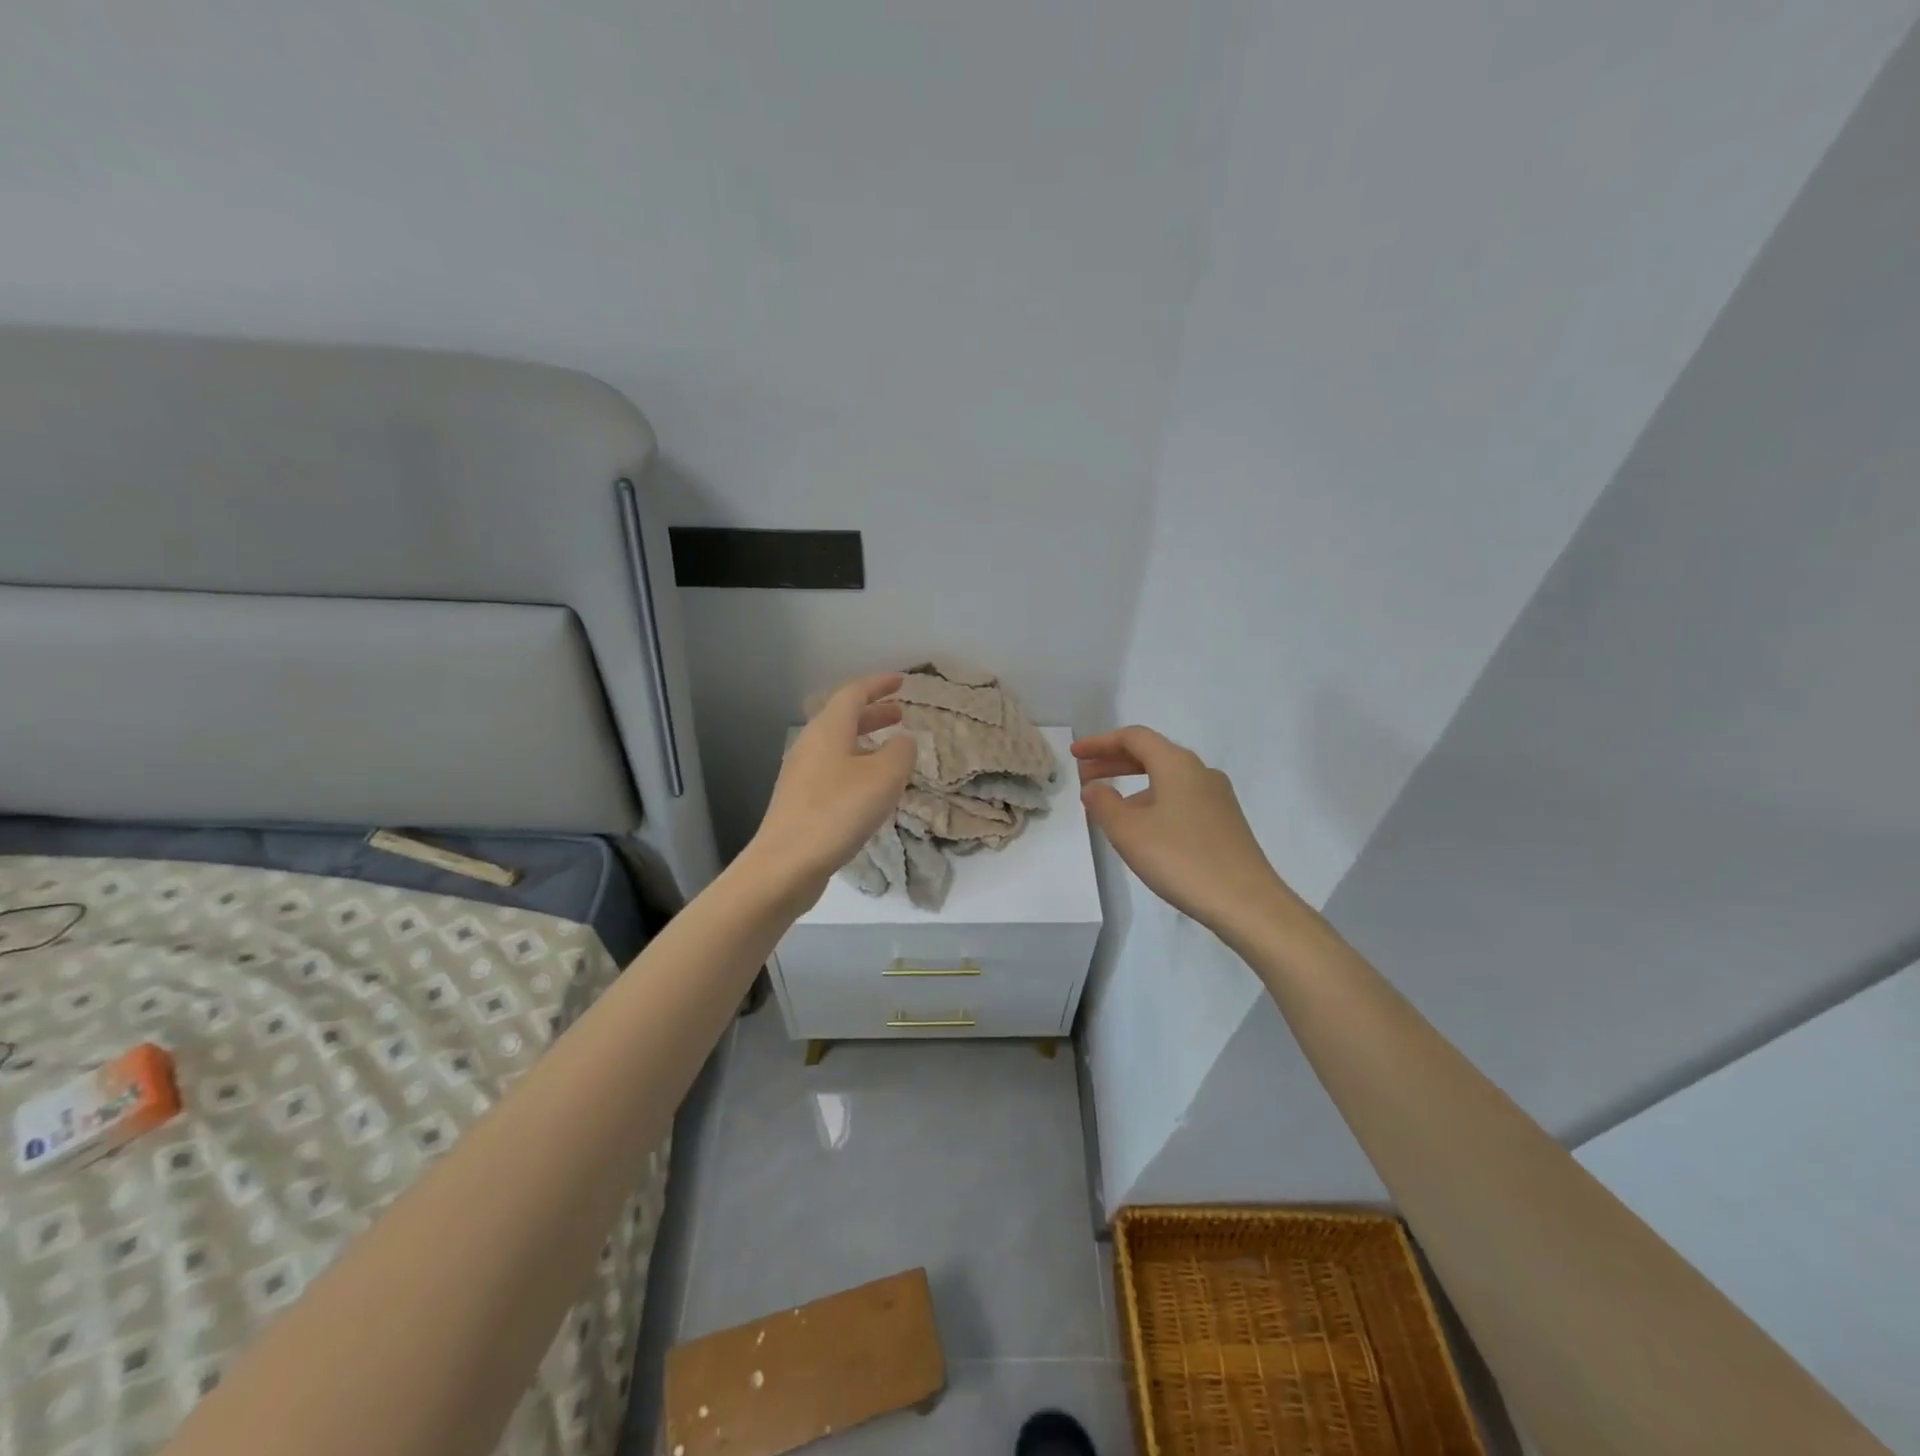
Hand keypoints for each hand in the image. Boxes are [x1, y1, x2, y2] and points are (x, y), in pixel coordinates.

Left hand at [748, 673, 916, 896]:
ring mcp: (801, 774)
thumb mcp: (884, 777)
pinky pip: (833, 770)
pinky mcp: (800, 801)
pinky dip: (856, 766)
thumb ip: (901, 752)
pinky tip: (870, 788)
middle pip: (843, 718)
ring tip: (891, 751)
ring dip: (865, 741)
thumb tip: (903, 740)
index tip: (901, 682)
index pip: (854, 693)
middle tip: (900, 714)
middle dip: (873, 712)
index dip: (879, 684)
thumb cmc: (838, 812)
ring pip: (838, 745)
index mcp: (828, 729)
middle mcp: (810, 745)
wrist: (786, 864)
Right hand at [1072, 726, 1288, 934]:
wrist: (1247, 902)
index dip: (1100, 743)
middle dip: (1114, 761)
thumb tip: (1093, 787)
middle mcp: (1200, 771)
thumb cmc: (1181, 859)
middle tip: (1083, 775)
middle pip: (1151, 754)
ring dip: (1133, 783)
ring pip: (1166, 778)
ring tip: (1108, 806)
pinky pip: (1180, 797)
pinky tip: (1142, 827)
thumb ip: (1104, 804)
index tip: (1074, 755)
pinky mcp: (1225, 821)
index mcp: (1177, 764)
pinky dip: (1153, 800)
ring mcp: (1217, 796)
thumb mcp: (1129, 832)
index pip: (1134, 737)